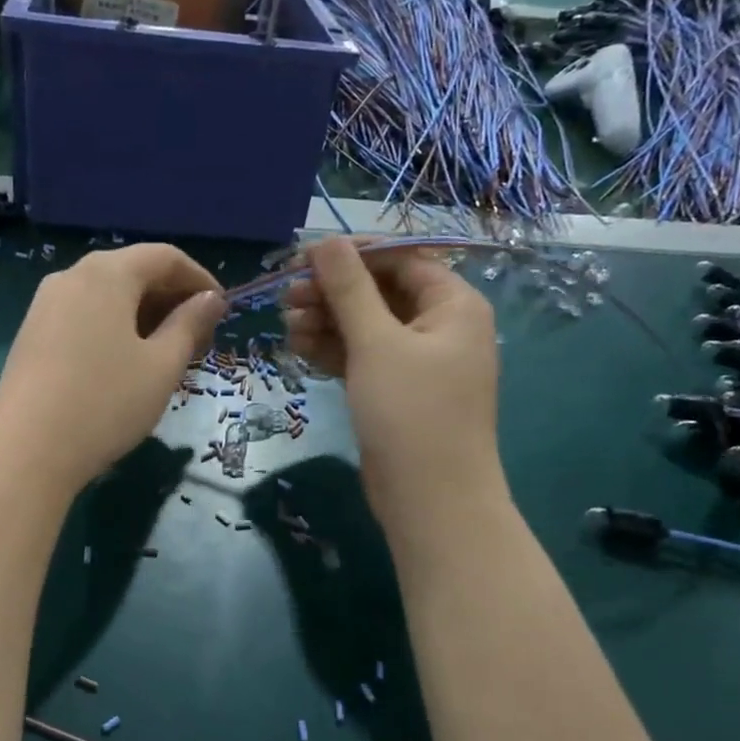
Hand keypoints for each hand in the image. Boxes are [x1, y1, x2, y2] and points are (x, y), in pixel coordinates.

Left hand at [0, 244, 224, 498]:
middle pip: (133, 272)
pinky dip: (114, 328)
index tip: (221, 312)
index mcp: (107, 273)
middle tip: (198, 340)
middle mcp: (71, 276)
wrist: (25, 452)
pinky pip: (84, 316)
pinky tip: (126, 364)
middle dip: (171, 299)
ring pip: (107, 296)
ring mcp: (45, 305)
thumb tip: (210, 299)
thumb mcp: (161, 366)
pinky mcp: (32, 334)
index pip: (165, 257)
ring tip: (166, 355)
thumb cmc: (105, 403)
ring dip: (144, 316)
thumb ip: (190, 325)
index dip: (199, 279)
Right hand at [283, 237, 501, 533]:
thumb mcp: (376, 343)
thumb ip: (348, 288)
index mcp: (453, 305)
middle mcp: (440, 327)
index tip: (302, 258)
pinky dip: (333, 350)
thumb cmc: (411, 412)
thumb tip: (324, 240)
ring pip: (367, 326)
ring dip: (327, 321)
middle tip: (286, 296)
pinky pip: (363, 357)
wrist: (429, 500)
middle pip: (380, 292)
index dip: (352, 255)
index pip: (400, 259)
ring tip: (286, 324)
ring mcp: (418, 362)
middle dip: (333, 292)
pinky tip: (298, 347)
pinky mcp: (396, 391)